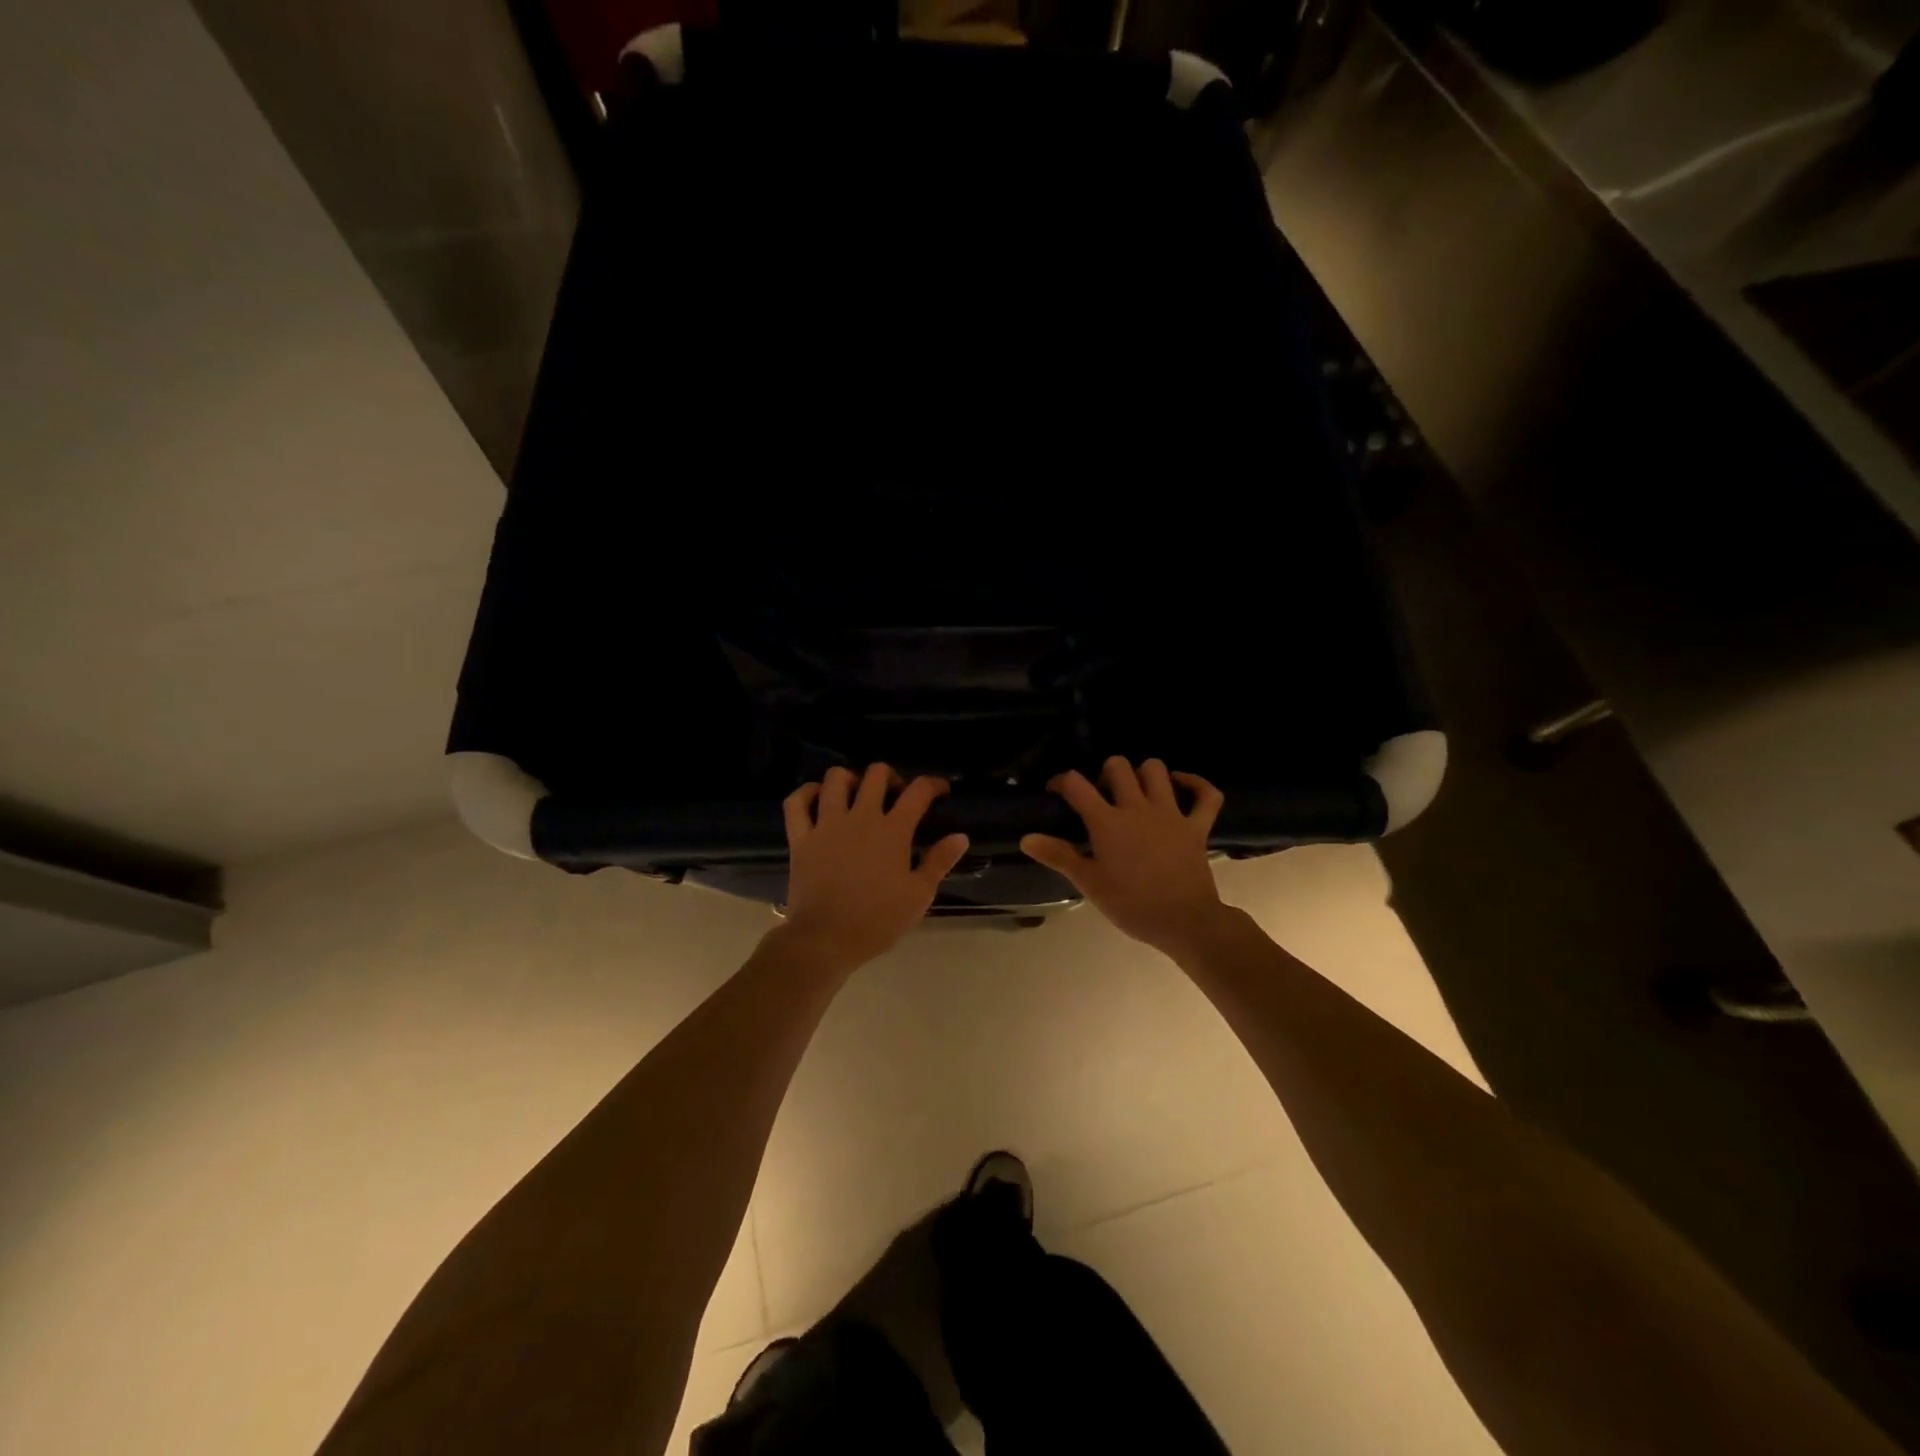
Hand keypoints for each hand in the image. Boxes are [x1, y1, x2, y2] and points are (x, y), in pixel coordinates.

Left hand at [777, 764, 969, 970]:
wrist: (825, 939)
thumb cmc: (877, 920)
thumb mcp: (919, 895)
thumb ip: (940, 861)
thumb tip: (960, 836)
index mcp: (893, 830)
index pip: (918, 792)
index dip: (933, 784)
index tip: (940, 790)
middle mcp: (861, 817)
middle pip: (877, 774)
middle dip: (891, 777)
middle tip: (895, 795)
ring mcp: (827, 824)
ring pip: (835, 779)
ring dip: (850, 779)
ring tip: (857, 794)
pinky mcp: (801, 837)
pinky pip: (797, 802)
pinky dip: (806, 793)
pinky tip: (816, 797)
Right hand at [1020, 757, 1227, 955]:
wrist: (1185, 921)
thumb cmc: (1131, 905)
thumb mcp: (1089, 883)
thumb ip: (1058, 855)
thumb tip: (1026, 838)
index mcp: (1107, 822)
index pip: (1077, 784)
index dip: (1062, 782)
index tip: (1056, 792)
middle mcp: (1137, 808)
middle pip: (1118, 766)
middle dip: (1104, 772)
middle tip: (1101, 795)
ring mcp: (1171, 814)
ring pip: (1156, 770)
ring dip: (1143, 773)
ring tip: (1135, 791)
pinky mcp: (1197, 826)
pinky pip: (1206, 795)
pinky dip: (1195, 784)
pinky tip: (1180, 785)